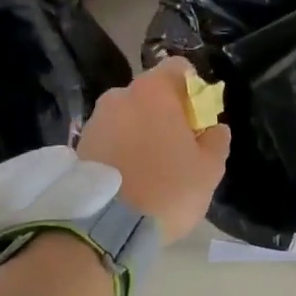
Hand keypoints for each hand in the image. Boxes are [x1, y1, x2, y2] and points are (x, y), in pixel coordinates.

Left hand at [79, 57, 230, 242]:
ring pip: (128, 116)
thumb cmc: (167, 189)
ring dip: (141, 131)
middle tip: (179, 146)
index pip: (179, 69)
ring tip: (152, 166)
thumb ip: (216, 141)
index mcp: (153, 91)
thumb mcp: (209, 169)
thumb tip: (215, 128)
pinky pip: (110, 138)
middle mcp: (119, 95)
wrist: (105, 227)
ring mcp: (95, 120)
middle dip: (166, 113)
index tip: (200, 118)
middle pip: (151, 94)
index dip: (194, 89)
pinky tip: (131, 176)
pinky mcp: (79, 145)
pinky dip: (122, 149)